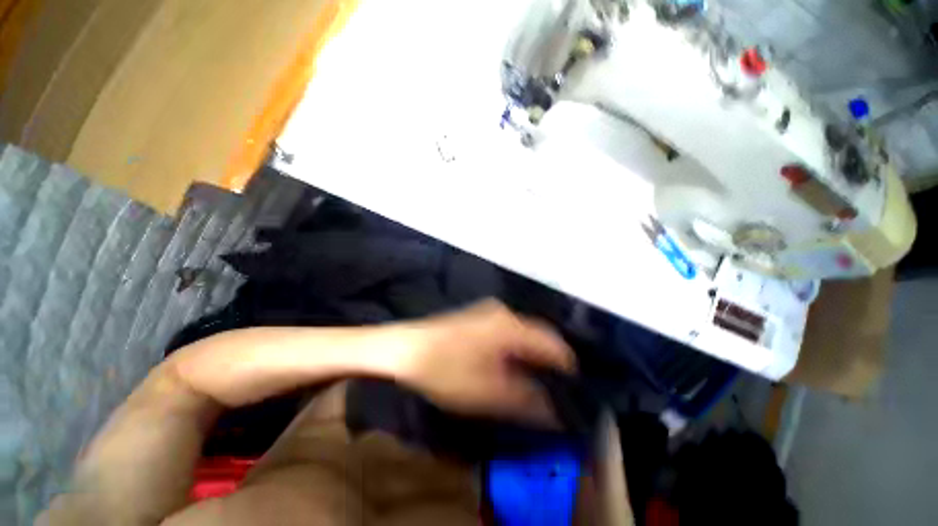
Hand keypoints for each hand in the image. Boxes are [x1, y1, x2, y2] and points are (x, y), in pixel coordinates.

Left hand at [394, 300, 576, 426]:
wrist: (405, 348)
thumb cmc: (445, 369)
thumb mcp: (487, 392)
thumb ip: (526, 401)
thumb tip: (555, 412)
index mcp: (511, 326)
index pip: (553, 344)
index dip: (566, 367)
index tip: (573, 390)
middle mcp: (505, 312)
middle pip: (540, 335)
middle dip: (550, 360)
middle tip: (555, 388)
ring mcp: (490, 311)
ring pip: (524, 332)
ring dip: (533, 354)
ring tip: (536, 379)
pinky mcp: (479, 316)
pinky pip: (510, 330)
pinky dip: (518, 347)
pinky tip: (511, 364)